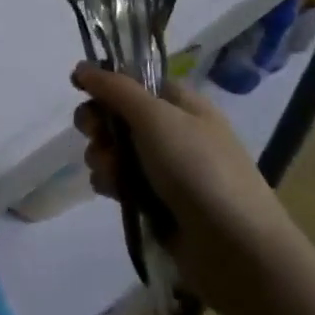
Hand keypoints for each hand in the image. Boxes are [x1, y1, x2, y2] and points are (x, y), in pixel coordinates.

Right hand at [71, 64, 301, 314]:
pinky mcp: (155, 202)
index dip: (106, 83)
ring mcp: (164, 169)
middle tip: (96, 134)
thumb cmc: (198, 169)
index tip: (79, 88)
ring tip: (114, 174)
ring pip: (114, 150)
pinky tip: (116, 195)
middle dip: (99, 124)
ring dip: (103, 157)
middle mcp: (172, 131)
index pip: (134, 81)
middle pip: (117, 115)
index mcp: (181, 103)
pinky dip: (112, 184)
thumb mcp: (156, 117)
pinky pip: (120, 182)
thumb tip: (81, 67)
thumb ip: (115, 89)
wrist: (234, 248)